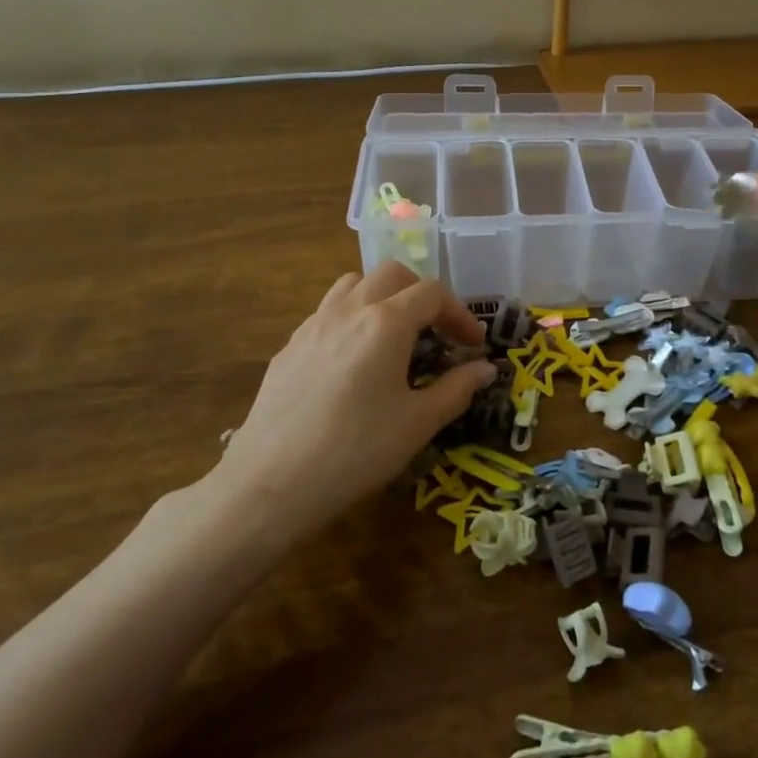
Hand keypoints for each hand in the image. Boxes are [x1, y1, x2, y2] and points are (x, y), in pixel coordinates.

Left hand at [210, 263, 494, 538]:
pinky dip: (350, 318)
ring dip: (382, 296)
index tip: (472, 345)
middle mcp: (350, 310)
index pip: (433, 293)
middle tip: (435, 331)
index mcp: (387, 322)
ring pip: (353, 284)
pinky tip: (353, 360)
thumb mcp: (418, 423)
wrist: (270, 483)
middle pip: (393, 274)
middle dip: (421, 294)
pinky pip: (326, 312)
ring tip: (393, 334)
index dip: (460, 314)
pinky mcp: (289, 346)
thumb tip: (486, 369)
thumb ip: (457, 389)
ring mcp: (314, 324)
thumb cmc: (356, 451)